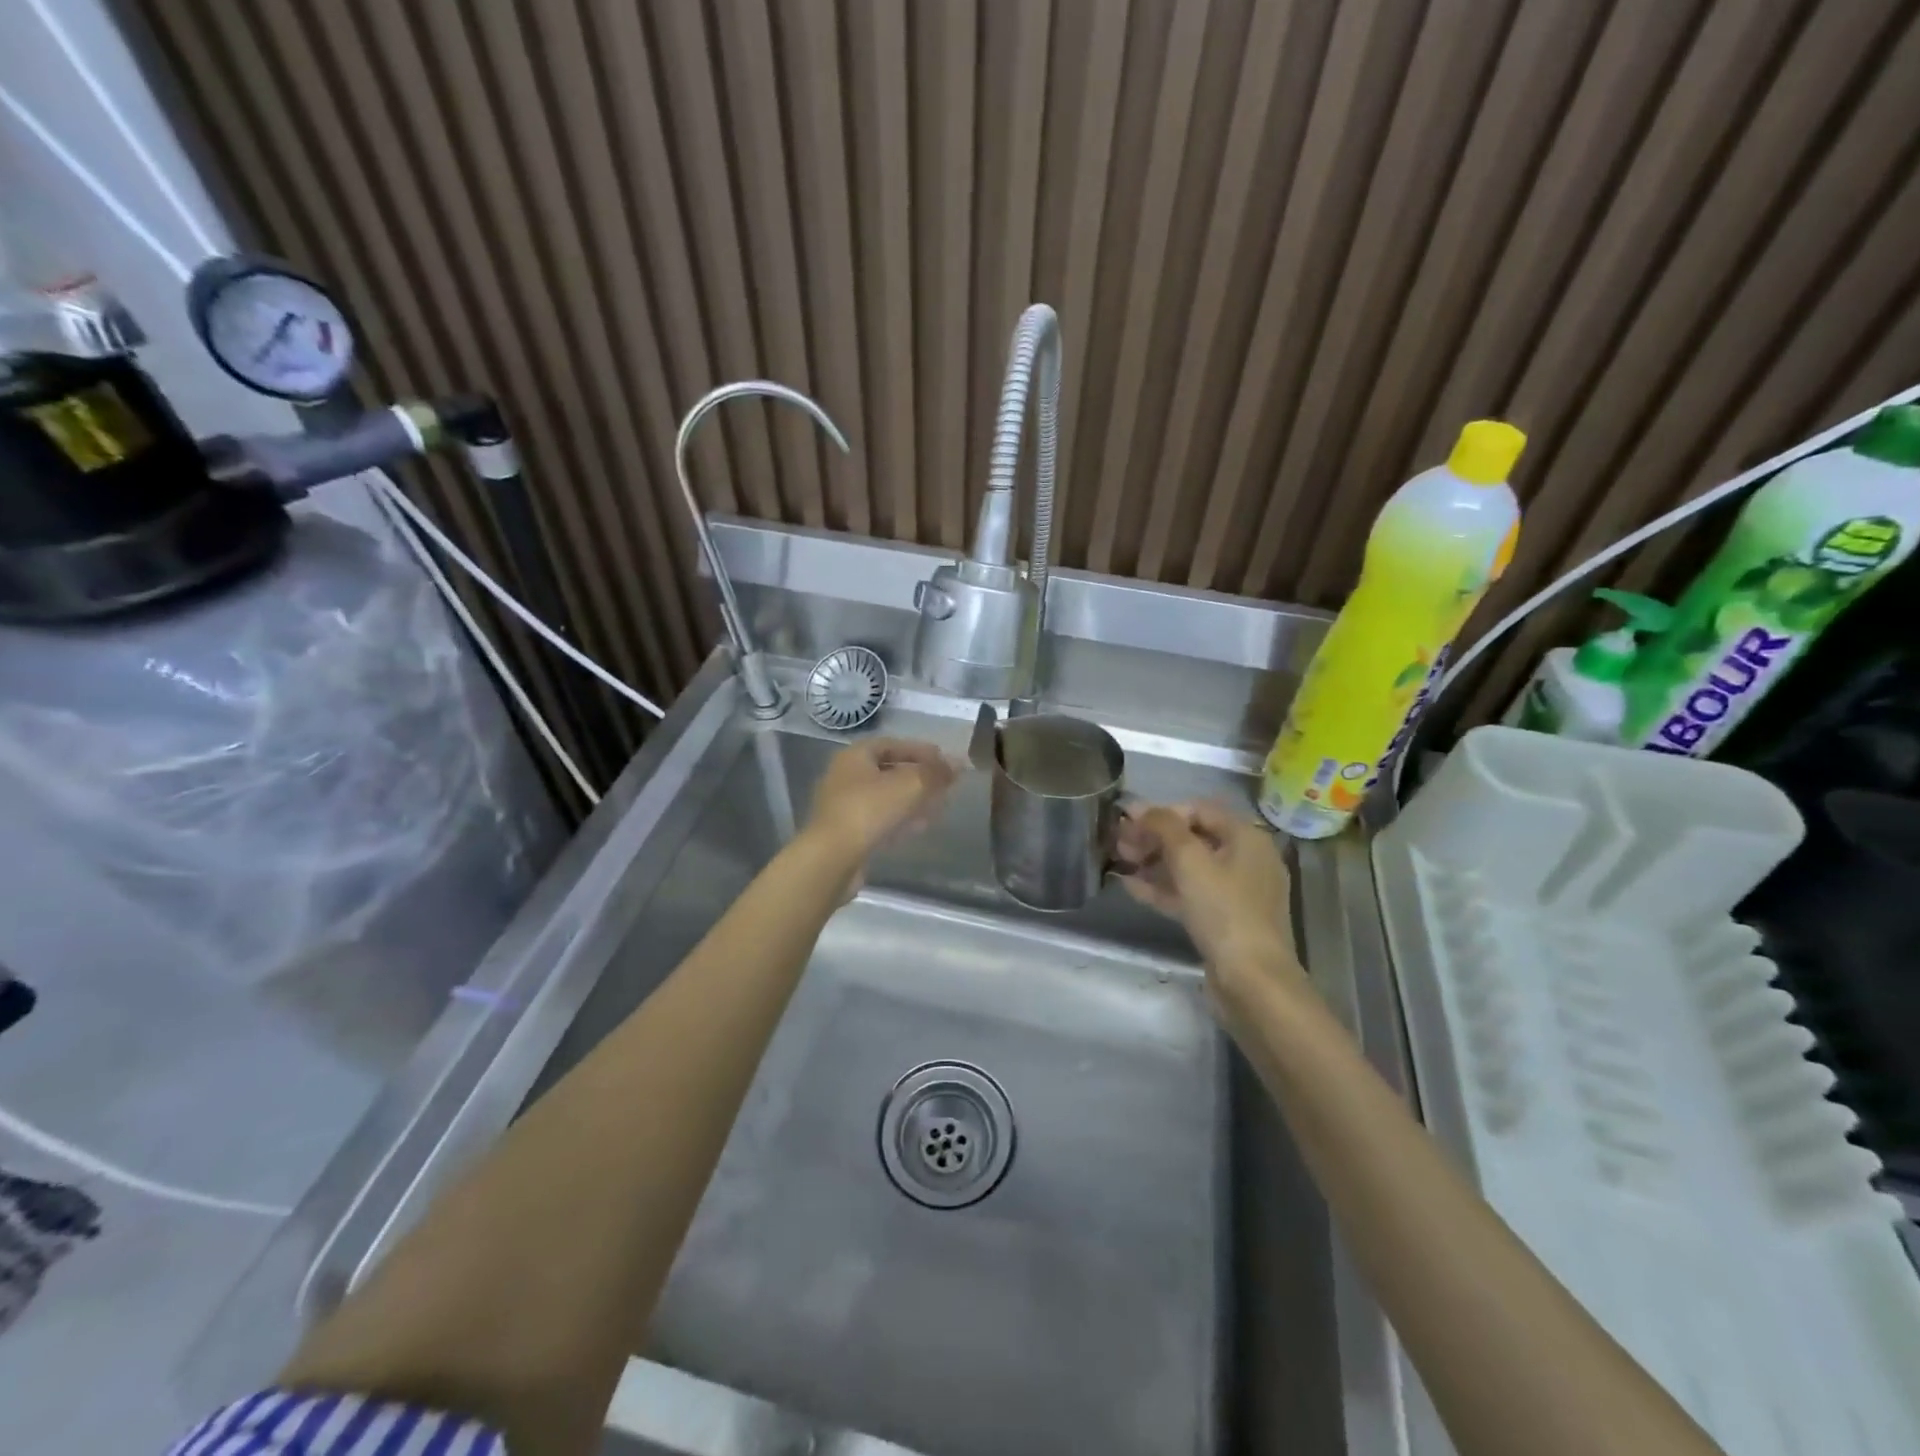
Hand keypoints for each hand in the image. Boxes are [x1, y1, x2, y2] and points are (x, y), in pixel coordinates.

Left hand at [804, 737, 957, 862]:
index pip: (892, 744)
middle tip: (943, 786)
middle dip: (918, 777)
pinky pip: (877, 819)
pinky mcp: (845, 832)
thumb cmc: (869, 810)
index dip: (920, 750)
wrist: (832, 858)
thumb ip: (936, 773)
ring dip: (911, 800)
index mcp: (855, 756)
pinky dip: (899, 819)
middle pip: (888, 770)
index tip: (944, 761)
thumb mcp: (910, 785)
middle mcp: (844, 776)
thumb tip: (958, 763)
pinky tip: (916, 828)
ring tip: (936, 808)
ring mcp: (842, 805)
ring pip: (884, 797)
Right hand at [1117, 801, 1308, 1011]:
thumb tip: (1140, 807)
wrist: (1252, 981)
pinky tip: (1131, 887)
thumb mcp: (1190, 861)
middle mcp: (1246, 859)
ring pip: (1189, 868)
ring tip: (1121, 863)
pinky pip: (1190, 894)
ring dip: (1154, 862)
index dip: (1162, 812)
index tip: (1128, 823)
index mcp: (1246, 837)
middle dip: (1154, 838)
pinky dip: (1163, 888)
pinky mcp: (1224, 920)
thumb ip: (1164, 826)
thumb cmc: (1224, 911)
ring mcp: (1236, 892)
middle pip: (1193, 838)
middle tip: (1119, 845)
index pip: (1199, 809)